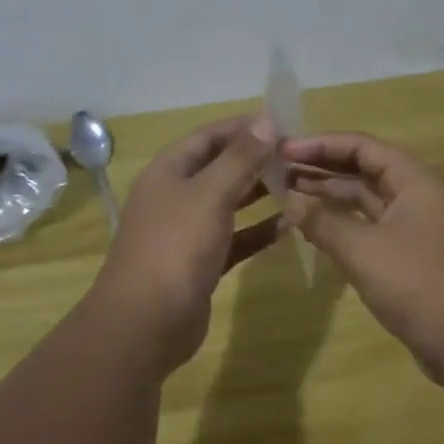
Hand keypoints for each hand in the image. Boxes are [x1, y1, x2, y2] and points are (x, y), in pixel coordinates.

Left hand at [90, 113, 281, 372]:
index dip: (243, 126)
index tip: (283, 122)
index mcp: (168, 171)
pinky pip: (235, 238)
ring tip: (299, 184)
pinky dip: (259, 230)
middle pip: (219, 167)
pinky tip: (290, 225)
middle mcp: (175, 196)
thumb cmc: (175, 247)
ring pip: (228, 203)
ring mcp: (186, 231)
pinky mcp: (200, 264)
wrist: (144, 324)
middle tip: (298, 155)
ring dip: (260, 193)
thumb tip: (267, 119)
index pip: (209, 136)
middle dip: (255, 159)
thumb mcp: (210, 194)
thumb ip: (240, 158)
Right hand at [281, 132, 443, 389]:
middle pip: (363, 168)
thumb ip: (324, 222)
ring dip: (329, 195)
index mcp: (414, 180)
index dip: (320, 144)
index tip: (283, 150)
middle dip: (321, 167)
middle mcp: (416, 195)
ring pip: (365, 198)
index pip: (361, 146)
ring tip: (287, 193)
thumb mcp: (363, 250)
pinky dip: (341, 222)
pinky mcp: (409, 254)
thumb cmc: (419, 285)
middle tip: (278, 170)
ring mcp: (414, 225)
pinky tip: (312, 227)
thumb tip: (292, 205)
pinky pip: (369, 225)